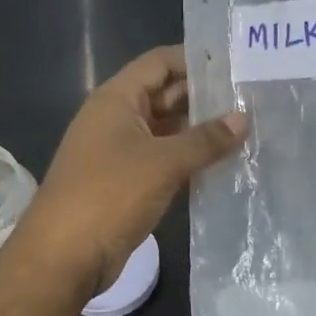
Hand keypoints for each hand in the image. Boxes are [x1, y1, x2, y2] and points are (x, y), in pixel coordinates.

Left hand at [18, 45, 246, 295]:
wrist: (63, 257)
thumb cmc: (109, 194)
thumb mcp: (163, 162)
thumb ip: (205, 139)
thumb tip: (243, 118)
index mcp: (117, 99)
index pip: (160, 62)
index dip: (194, 59)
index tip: (235, 64)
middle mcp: (117, 118)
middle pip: (165, 95)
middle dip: (205, 97)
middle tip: (251, 100)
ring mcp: (121, 151)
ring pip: (167, 130)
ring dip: (201, 132)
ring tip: (247, 130)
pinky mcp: (127, 182)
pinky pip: (164, 160)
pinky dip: (190, 160)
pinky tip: (224, 165)